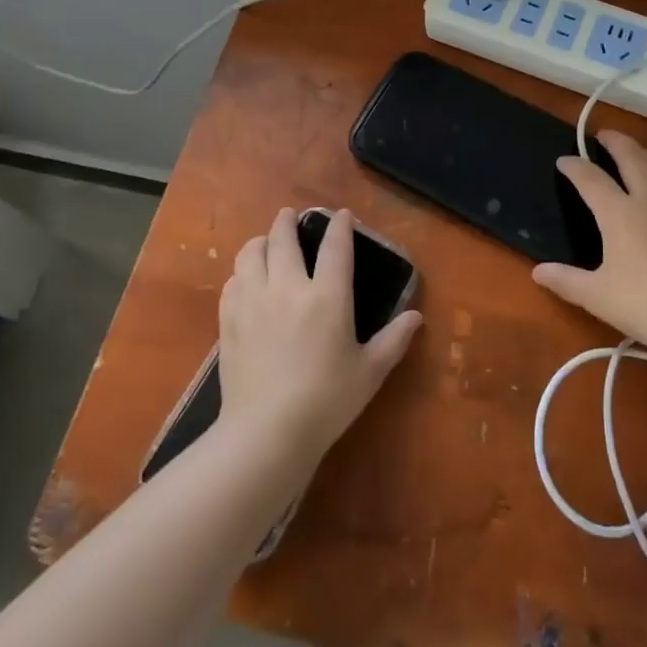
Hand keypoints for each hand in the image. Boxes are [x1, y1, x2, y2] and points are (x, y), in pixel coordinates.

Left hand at [217, 208, 422, 464]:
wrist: (266, 431)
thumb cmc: (327, 401)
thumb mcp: (370, 372)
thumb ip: (394, 340)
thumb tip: (416, 317)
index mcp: (328, 297)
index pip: (336, 247)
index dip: (340, 225)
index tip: (341, 215)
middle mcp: (289, 288)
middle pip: (283, 238)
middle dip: (288, 221)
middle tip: (291, 216)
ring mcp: (254, 301)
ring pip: (251, 253)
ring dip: (260, 242)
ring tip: (265, 243)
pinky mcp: (229, 319)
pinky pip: (233, 281)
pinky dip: (241, 272)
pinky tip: (246, 281)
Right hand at [535, 130, 646, 353]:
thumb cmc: (644, 306)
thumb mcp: (596, 296)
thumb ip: (565, 280)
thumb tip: (538, 271)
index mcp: (620, 213)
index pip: (591, 178)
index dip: (574, 166)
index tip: (563, 161)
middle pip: (632, 154)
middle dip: (614, 140)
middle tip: (602, 135)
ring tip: (638, 154)